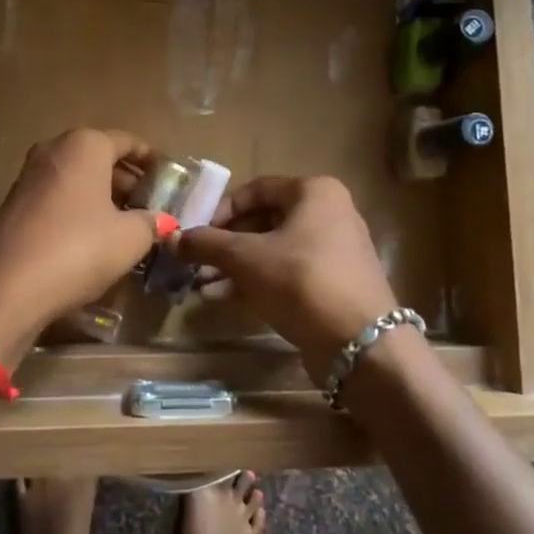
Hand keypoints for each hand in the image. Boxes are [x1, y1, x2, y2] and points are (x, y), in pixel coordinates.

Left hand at [0, 129, 172, 366]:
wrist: (6, 288)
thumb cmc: (78, 249)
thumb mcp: (128, 239)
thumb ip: (151, 223)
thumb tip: (163, 221)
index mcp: (84, 146)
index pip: (128, 142)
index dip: (152, 161)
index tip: (170, 181)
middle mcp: (53, 150)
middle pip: (100, 158)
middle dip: (127, 181)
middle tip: (150, 207)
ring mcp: (28, 176)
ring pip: (76, 178)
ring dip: (102, 197)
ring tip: (126, 225)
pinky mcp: (12, 205)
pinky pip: (56, 197)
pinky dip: (77, 209)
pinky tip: (91, 239)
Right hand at [172, 175, 398, 381]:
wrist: (361, 343)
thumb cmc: (301, 281)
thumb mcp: (246, 258)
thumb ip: (207, 244)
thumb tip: (172, 238)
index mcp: (314, 192)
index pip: (255, 189)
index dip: (220, 210)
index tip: (196, 234)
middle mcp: (329, 213)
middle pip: (263, 221)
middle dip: (226, 244)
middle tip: (197, 262)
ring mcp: (334, 250)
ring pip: (273, 250)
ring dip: (236, 266)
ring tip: (202, 285)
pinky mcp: (333, 283)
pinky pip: (287, 273)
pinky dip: (257, 281)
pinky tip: (224, 298)